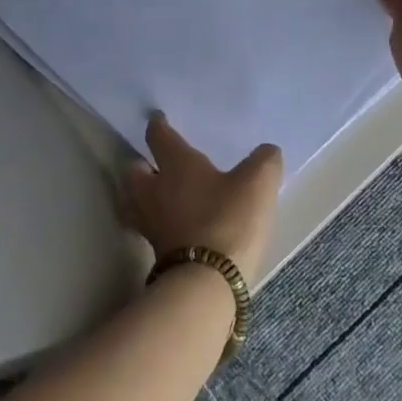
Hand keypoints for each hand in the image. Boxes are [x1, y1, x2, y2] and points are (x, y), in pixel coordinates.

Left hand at [124, 114, 283, 279]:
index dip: (158, 126)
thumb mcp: (258, 182)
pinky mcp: (156, 252)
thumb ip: (264, 161)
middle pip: (134, 171)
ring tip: (160, 194)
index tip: (157, 119)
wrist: (208, 281)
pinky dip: (157, 221)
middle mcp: (154, 189)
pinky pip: (150, 226)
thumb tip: (267, 152)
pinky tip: (174, 223)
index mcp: (175, 163)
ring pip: (136, 200)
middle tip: (154, 161)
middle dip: (141, 164)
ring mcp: (151, 223)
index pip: (159, 137)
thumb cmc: (229, 218)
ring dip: (143, 195)